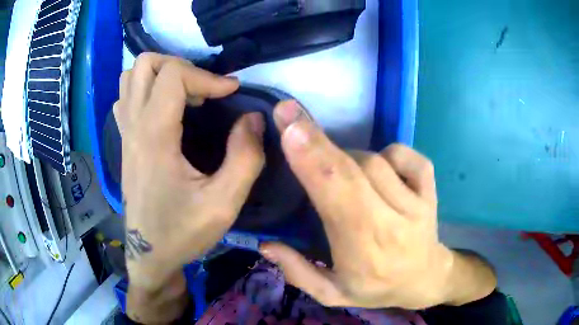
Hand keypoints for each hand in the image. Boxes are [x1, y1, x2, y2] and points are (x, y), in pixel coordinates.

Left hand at [115, 53, 264, 291]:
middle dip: (179, 66)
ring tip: (183, 95)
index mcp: (154, 136)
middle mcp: (134, 127)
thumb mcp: (224, 203)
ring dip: (159, 75)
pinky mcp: (125, 142)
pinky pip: (126, 98)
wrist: (150, 255)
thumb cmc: (183, 232)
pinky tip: (163, 110)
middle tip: (202, 90)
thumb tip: (253, 118)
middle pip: (145, 65)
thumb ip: (246, 157)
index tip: (231, 93)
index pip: (173, 75)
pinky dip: (145, 90)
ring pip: (130, 78)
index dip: (208, 76)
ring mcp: (125, 133)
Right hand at [261, 101, 495, 308]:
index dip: (313, 162)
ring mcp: (418, 203)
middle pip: (356, 170)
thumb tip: (265, 244)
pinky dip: (387, 153)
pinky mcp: (431, 189)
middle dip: (318, 140)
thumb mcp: (332, 294)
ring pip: (375, 160)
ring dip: (348, 158)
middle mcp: (393, 222)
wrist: (425, 279)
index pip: (338, 198)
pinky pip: (405, 156)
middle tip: (289, 112)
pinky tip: (380, 166)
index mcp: (364, 251)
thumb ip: (298, 272)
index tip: (289, 130)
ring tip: (340, 174)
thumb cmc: (376, 288)